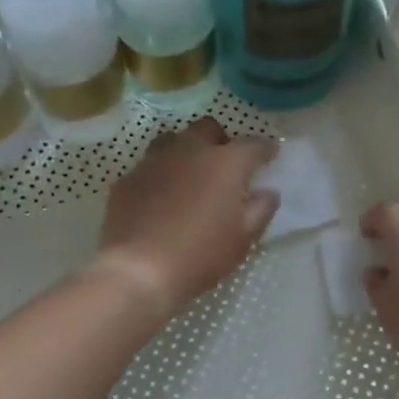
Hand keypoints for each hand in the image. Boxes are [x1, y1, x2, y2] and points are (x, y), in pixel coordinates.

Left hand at [93, 118, 278, 318]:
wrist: (139, 270)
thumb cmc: (201, 254)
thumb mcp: (243, 238)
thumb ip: (261, 209)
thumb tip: (268, 192)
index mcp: (225, 163)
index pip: (252, 145)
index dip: (265, 149)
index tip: (270, 155)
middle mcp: (189, 151)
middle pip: (208, 128)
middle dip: (221, 140)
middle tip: (226, 164)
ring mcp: (153, 161)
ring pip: (173, 140)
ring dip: (186, 150)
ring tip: (190, 174)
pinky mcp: (127, 179)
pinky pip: (148, 166)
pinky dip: (160, 174)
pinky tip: (160, 197)